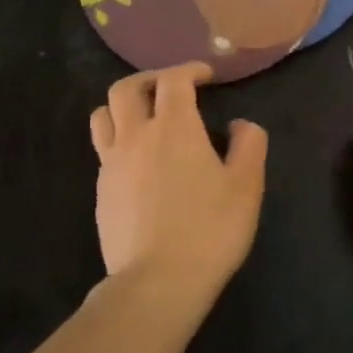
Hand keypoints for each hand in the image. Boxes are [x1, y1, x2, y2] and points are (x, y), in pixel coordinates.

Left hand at [91, 64, 267, 311]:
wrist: (158, 281)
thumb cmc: (211, 228)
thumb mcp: (248, 185)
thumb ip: (250, 144)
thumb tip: (240, 125)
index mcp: (174, 128)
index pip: (174, 80)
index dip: (189, 70)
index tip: (206, 76)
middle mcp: (136, 137)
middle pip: (126, 89)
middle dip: (150, 79)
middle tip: (171, 88)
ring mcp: (112, 165)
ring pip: (104, 116)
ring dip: (124, 106)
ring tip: (146, 118)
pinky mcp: (102, 192)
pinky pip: (104, 150)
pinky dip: (121, 140)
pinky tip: (142, 162)